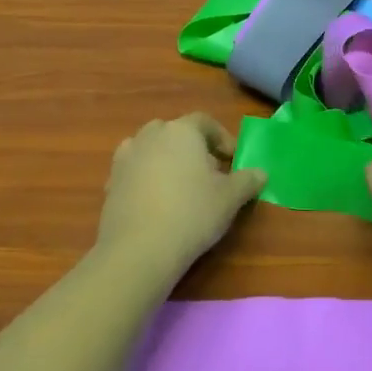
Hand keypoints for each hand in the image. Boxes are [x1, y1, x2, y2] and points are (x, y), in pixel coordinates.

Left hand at [96, 114, 266, 276]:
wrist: (139, 248)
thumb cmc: (192, 213)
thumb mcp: (230, 198)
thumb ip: (247, 181)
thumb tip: (260, 173)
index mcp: (181, 131)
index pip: (204, 122)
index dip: (222, 138)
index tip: (233, 160)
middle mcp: (150, 136)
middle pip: (175, 133)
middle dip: (193, 149)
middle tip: (208, 173)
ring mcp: (126, 158)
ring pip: (151, 150)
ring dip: (167, 161)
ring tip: (181, 187)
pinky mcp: (111, 183)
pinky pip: (135, 172)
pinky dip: (147, 180)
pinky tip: (157, 204)